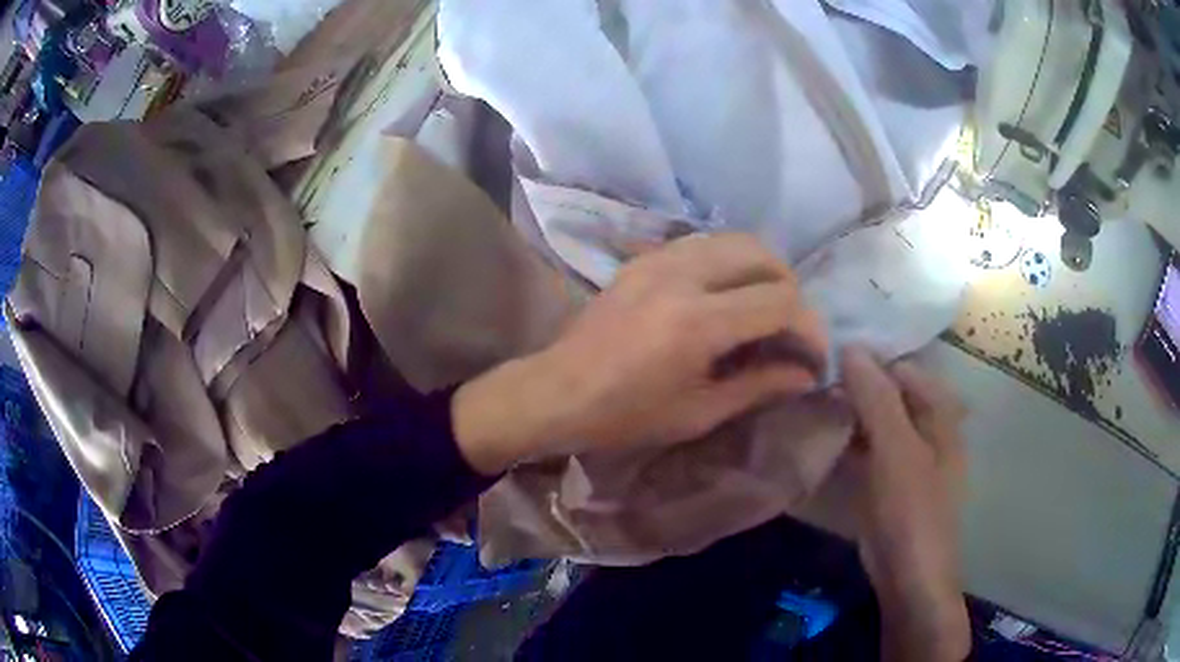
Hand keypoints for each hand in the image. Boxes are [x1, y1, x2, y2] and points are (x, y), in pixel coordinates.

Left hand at [453, 234, 828, 473]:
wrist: (556, 392)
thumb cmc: (625, 416)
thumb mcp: (698, 412)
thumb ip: (759, 385)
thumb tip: (806, 375)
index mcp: (698, 322)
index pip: (780, 301)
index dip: (809, 327)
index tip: (813, 356)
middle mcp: (683, 276)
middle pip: (763, 254)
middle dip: (790, 289)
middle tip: (790, 328)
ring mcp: (659, 258)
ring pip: (734, 240)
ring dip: (761, 269)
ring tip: (763, 309)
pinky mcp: (643, 257)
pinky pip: (703, 244)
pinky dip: (729, 262)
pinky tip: (726, 295)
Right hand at [840, 347, 969, 661]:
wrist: (909, 579)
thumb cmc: (912, 511)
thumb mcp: (897, 452)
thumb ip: (877, 399)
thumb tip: (851, 346)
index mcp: (940, 414)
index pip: (903, 368)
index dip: (869, 359)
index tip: (826, 354)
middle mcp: (927, 429)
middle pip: (890, 393)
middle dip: (855, 384)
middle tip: (811, 376)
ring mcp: (907, 457)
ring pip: (876, 420)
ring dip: (849, 411)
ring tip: (808, 399)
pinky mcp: (888, 482)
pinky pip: (867, 448)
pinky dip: (848, 439)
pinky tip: (820, 436)